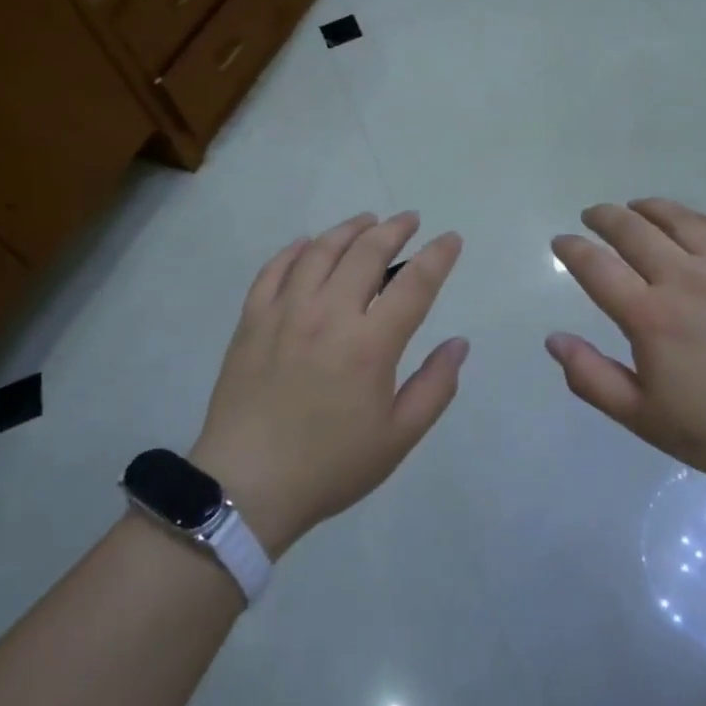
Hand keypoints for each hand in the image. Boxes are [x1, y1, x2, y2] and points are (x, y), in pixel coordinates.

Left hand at [189, 213, 466, 555]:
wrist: (246, 486)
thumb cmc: (330, 466)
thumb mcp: (398, 438)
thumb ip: (435, 386)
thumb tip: (459, 343)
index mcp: (370, 344)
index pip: (414, 284)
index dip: (438, 256)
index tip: (451, 239)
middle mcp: (329, 314)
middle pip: (367, 253)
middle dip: (394, 229)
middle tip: (409, 219)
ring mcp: (285, 312)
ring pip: (320, 251)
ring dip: (348, 229)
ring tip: (366, 221)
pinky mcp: (252, 320)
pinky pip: (274, 269)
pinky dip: (295, 249)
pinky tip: (307, 243)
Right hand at [547, 198, 705, 496]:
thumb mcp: (644, 418)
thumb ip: (592, 378)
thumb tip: (554, 339)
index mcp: (650, 316)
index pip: (596, 267)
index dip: (572, 250)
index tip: (561, 243)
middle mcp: (684, 279)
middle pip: (633, 230)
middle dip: (604, 217)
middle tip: (592, 216)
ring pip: (680, 219)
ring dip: (650, 207)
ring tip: (636, 207)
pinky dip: (701, 218)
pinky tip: (695, 222)